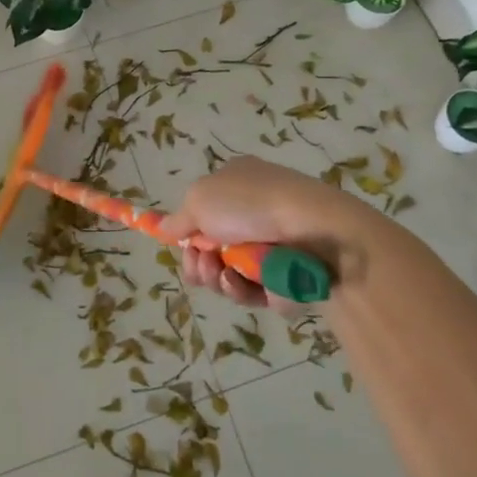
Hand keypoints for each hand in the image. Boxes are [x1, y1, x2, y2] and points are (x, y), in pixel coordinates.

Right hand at [157, 155, 384, 314]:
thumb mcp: (200, 200)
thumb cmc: (252, 204)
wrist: (316, 230)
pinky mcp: (290, 276)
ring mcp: (274, 245)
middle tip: (203, 265)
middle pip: (214, 250)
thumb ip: (178, 219)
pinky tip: (249, 284)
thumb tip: (160, 226)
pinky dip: (249, 291)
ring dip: (220, 280)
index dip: (188, 235)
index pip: (203, 213)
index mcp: (235, 184)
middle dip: (201, 263)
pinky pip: (260, 292)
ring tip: (227, 275)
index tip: (183, 248)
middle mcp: (255, 213)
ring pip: (233, 275)